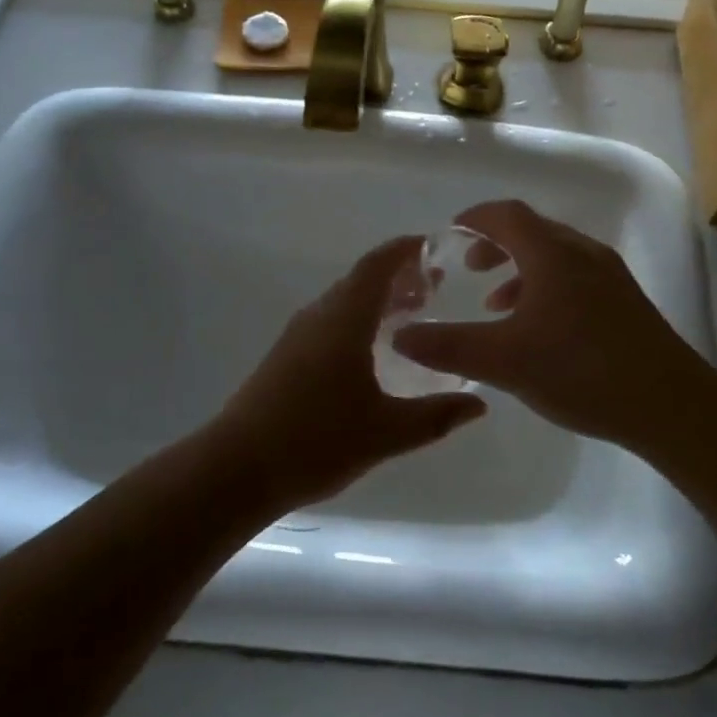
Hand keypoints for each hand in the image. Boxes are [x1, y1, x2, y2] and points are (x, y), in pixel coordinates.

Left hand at [210, 235, 486, 512]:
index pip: (378, 265)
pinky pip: (330, 320)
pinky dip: (359, 319)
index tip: (435, 248)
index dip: (406, 250)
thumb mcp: (386, 432)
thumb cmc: (317, 440)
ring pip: (344, 300)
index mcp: (344, 318)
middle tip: (435, 288)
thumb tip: (479, 405)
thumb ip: (436, 415)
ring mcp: (298, 334)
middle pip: (362, 279)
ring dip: (378, 299)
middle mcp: (319, 315)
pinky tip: (373, 351)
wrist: (237, 467)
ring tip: (411, 315)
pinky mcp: (286, 355)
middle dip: (399, 276)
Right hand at [392, 200, 714, 450]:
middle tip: (469, 268)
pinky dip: (546, 288)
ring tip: (497, 305)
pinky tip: (540, 331)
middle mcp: (583, 253)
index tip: (448, 235)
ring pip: (555, 256)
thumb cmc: (582, 371)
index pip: (506, 214)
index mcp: (552, 253)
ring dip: (520, 270)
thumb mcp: (504, 361)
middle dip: (495, 245)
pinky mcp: (625, 302)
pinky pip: (575, 277)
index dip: (474, 219)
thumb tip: (399, 335)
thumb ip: (448, 346)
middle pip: (532, 231)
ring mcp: (610, 276)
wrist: (671, 405)